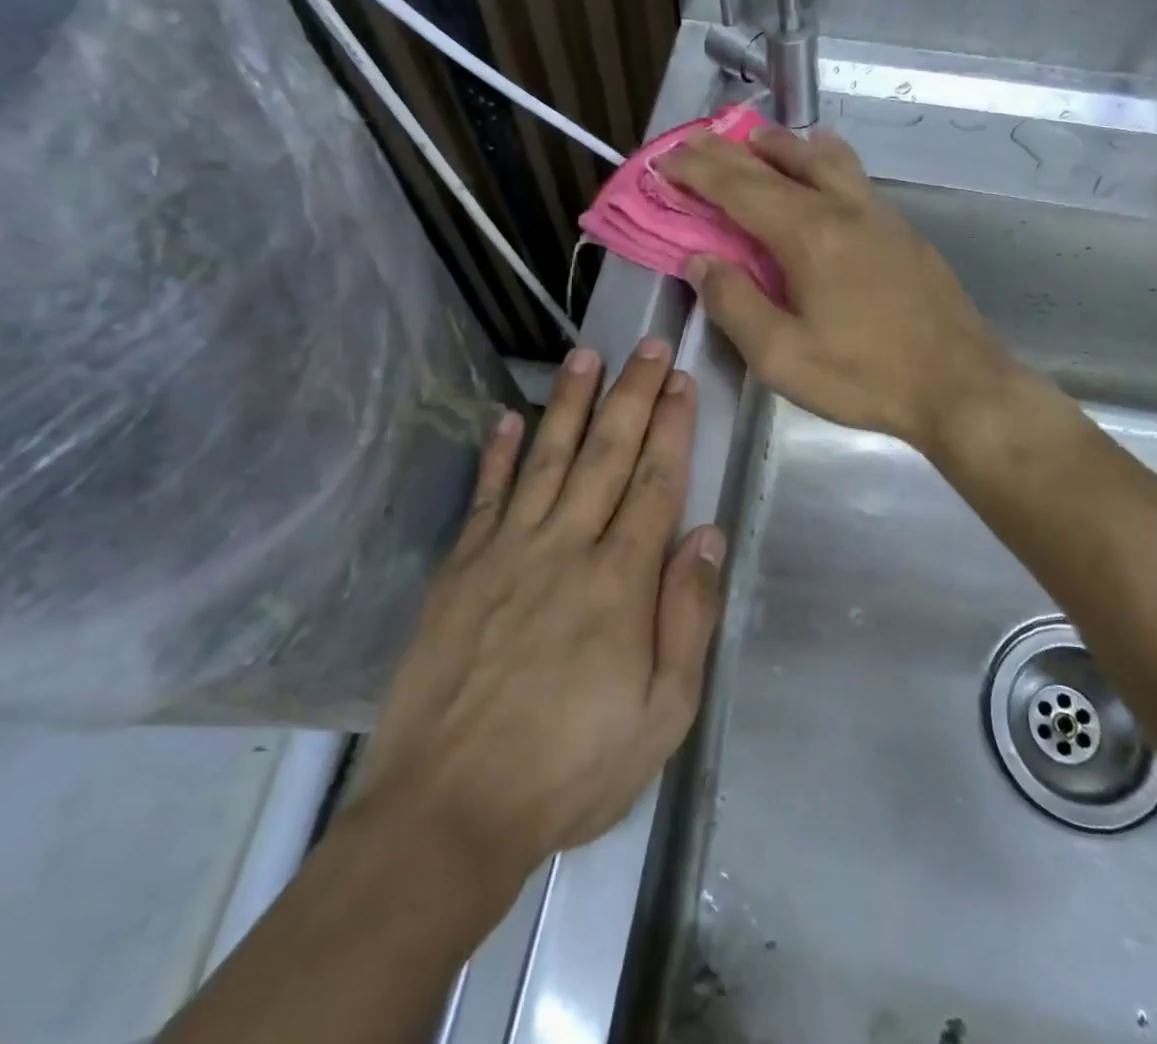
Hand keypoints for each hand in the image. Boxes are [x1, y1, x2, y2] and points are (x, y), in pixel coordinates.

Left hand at [359, 340, 725, 895]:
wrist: (449, 810)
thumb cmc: (571, 768)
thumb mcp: (663, 715)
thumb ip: (688, 618)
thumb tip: (707, 536)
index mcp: (619, 581)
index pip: (654, 482)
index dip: (671, 427)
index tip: (682, 381)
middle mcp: (565, 547)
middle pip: (606, 454)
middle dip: (632, 394)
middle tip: (648, 345)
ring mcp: (506, 551)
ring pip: (548, 458)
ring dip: (570, 403)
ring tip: (586, 355)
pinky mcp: (461, 567)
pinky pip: (487, 495)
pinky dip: (499, 453)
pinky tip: (510, 417)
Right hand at [659, 125, 1018, 451]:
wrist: (960, 386)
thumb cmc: (864, 377)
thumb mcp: (781, 356)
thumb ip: (734, 304)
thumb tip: (701, 261)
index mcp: (808, 235)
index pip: (739, 188)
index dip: (698, 171)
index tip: (665, 160)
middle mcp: (842, 209)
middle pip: (776, 165)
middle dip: (727, 151)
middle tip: (694, 140)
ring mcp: (879, 215)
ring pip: (823, 158)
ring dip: (781, 146)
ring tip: (755, 142)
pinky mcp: (902, 231)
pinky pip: (852, 176)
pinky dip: (821, 161)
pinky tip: (821, 170)